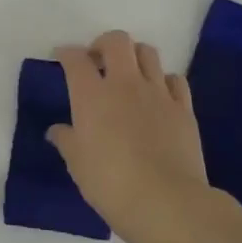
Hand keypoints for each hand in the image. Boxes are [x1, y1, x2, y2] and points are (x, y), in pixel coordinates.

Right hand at [49, 31, 235, 242]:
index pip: (75, 58)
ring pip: (148, 52)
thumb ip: (66, 140)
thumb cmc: (109, 183)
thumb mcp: (77, 163)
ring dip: (134, 56)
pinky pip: (174, 79)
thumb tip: (57, 130)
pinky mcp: (184, 109)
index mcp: (91, 94)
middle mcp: (124, 84)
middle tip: (96, 61)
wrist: (166, 202)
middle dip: (103, 43)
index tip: (61, 58)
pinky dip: (163, 80)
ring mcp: (158, 93)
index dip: (66, 53)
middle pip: (117, 41)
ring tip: (128, 75)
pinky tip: (157, 96)